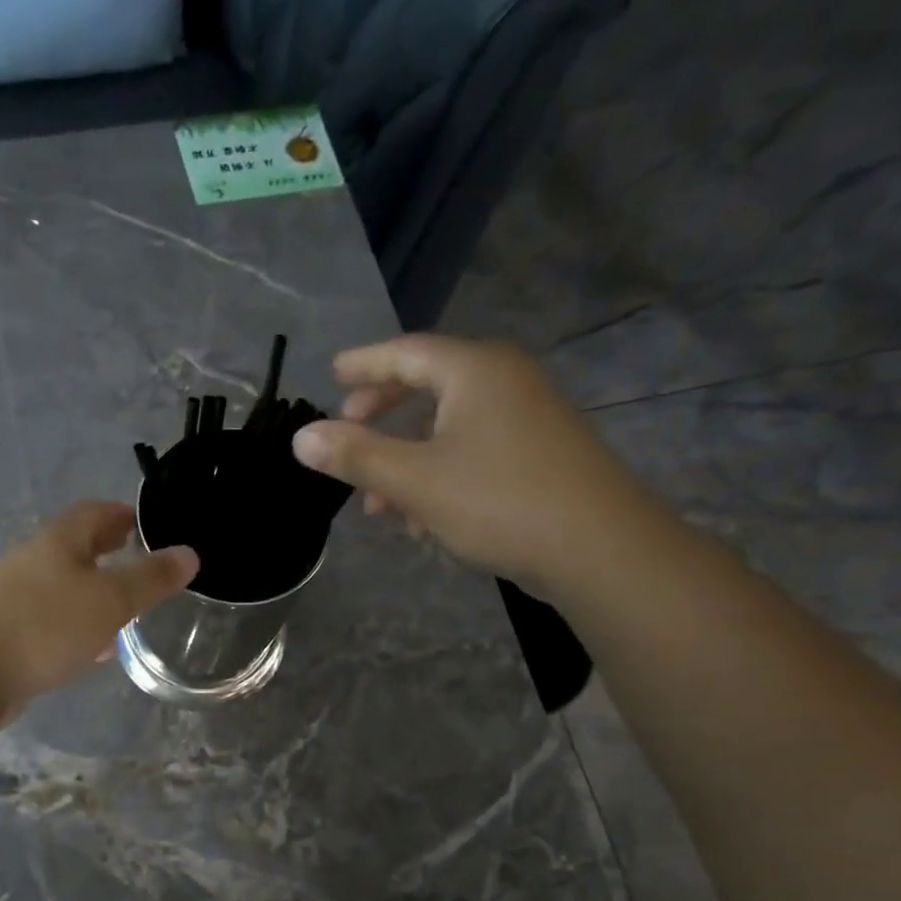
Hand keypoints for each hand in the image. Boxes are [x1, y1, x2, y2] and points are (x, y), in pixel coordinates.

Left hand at [0, 501, 197, 715]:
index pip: (93, 512)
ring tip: (123, 611)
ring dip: (92, 593)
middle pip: (74, 548)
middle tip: (136, 561)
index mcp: (57, 542)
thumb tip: (189, 553)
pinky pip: (49, 621)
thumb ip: (150, 579)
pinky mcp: (4, 633)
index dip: (121, 514)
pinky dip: (75, 626)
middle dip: (107, 553)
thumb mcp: (110, 601)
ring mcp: (13, 598)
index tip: (145, 525)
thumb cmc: (45, 626)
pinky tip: (90, 650)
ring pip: (62, 587)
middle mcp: (32, 562)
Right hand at [291, 335, 658, 589]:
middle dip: (382, 416)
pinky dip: (439, 473)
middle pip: (428, 386)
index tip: (332, 374)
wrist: (598, 547)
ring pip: (449, 427)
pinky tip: (423, 517)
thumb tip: (302, 437)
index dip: (364, 363)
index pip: (406, 352)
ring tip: (377, 503)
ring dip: (407, 458)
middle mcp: (504, 382)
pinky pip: (473, 451)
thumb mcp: (414, 480)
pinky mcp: (539, 454)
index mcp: (474, 371)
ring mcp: (527, 417)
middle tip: (348, 433)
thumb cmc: (498, 501)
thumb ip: (356, 456)